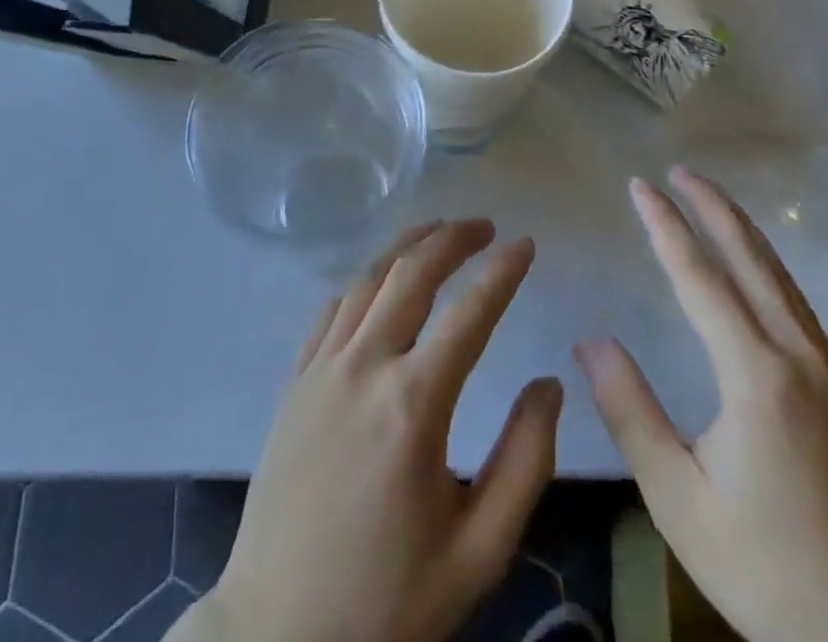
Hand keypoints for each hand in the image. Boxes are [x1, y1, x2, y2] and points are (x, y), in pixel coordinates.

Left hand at [185, 220, 560, 641]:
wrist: (278, 637)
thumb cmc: (388, 602)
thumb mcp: (479, 552)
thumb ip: (525, 462)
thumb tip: (549, 384)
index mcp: (413, 404)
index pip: (470, 312)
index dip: (503, 271)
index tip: (527, 244)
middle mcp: (364, 366)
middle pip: (412, 272)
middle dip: (453, 238)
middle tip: (485, 227)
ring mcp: (321, 369)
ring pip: (368, 278)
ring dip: (407, 246)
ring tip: (438, 232)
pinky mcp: (294, 382)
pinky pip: (332, 308)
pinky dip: (365, 280)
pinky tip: (380, 282)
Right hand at [576, 168, 827, 641]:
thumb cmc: (766, 568)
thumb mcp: (679, 499)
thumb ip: (631, 413)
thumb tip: (590, 340)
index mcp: (755, 375)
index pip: (700, 278)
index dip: (667, 226)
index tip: (640, 185)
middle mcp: (794, 356)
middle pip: (750, 260)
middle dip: (712, 208)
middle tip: (678, 170)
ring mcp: (824, 371)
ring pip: (780, 276)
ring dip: (742, 229)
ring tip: (711, 198)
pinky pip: (795, 301)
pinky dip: (768, 263)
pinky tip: (757, 265)